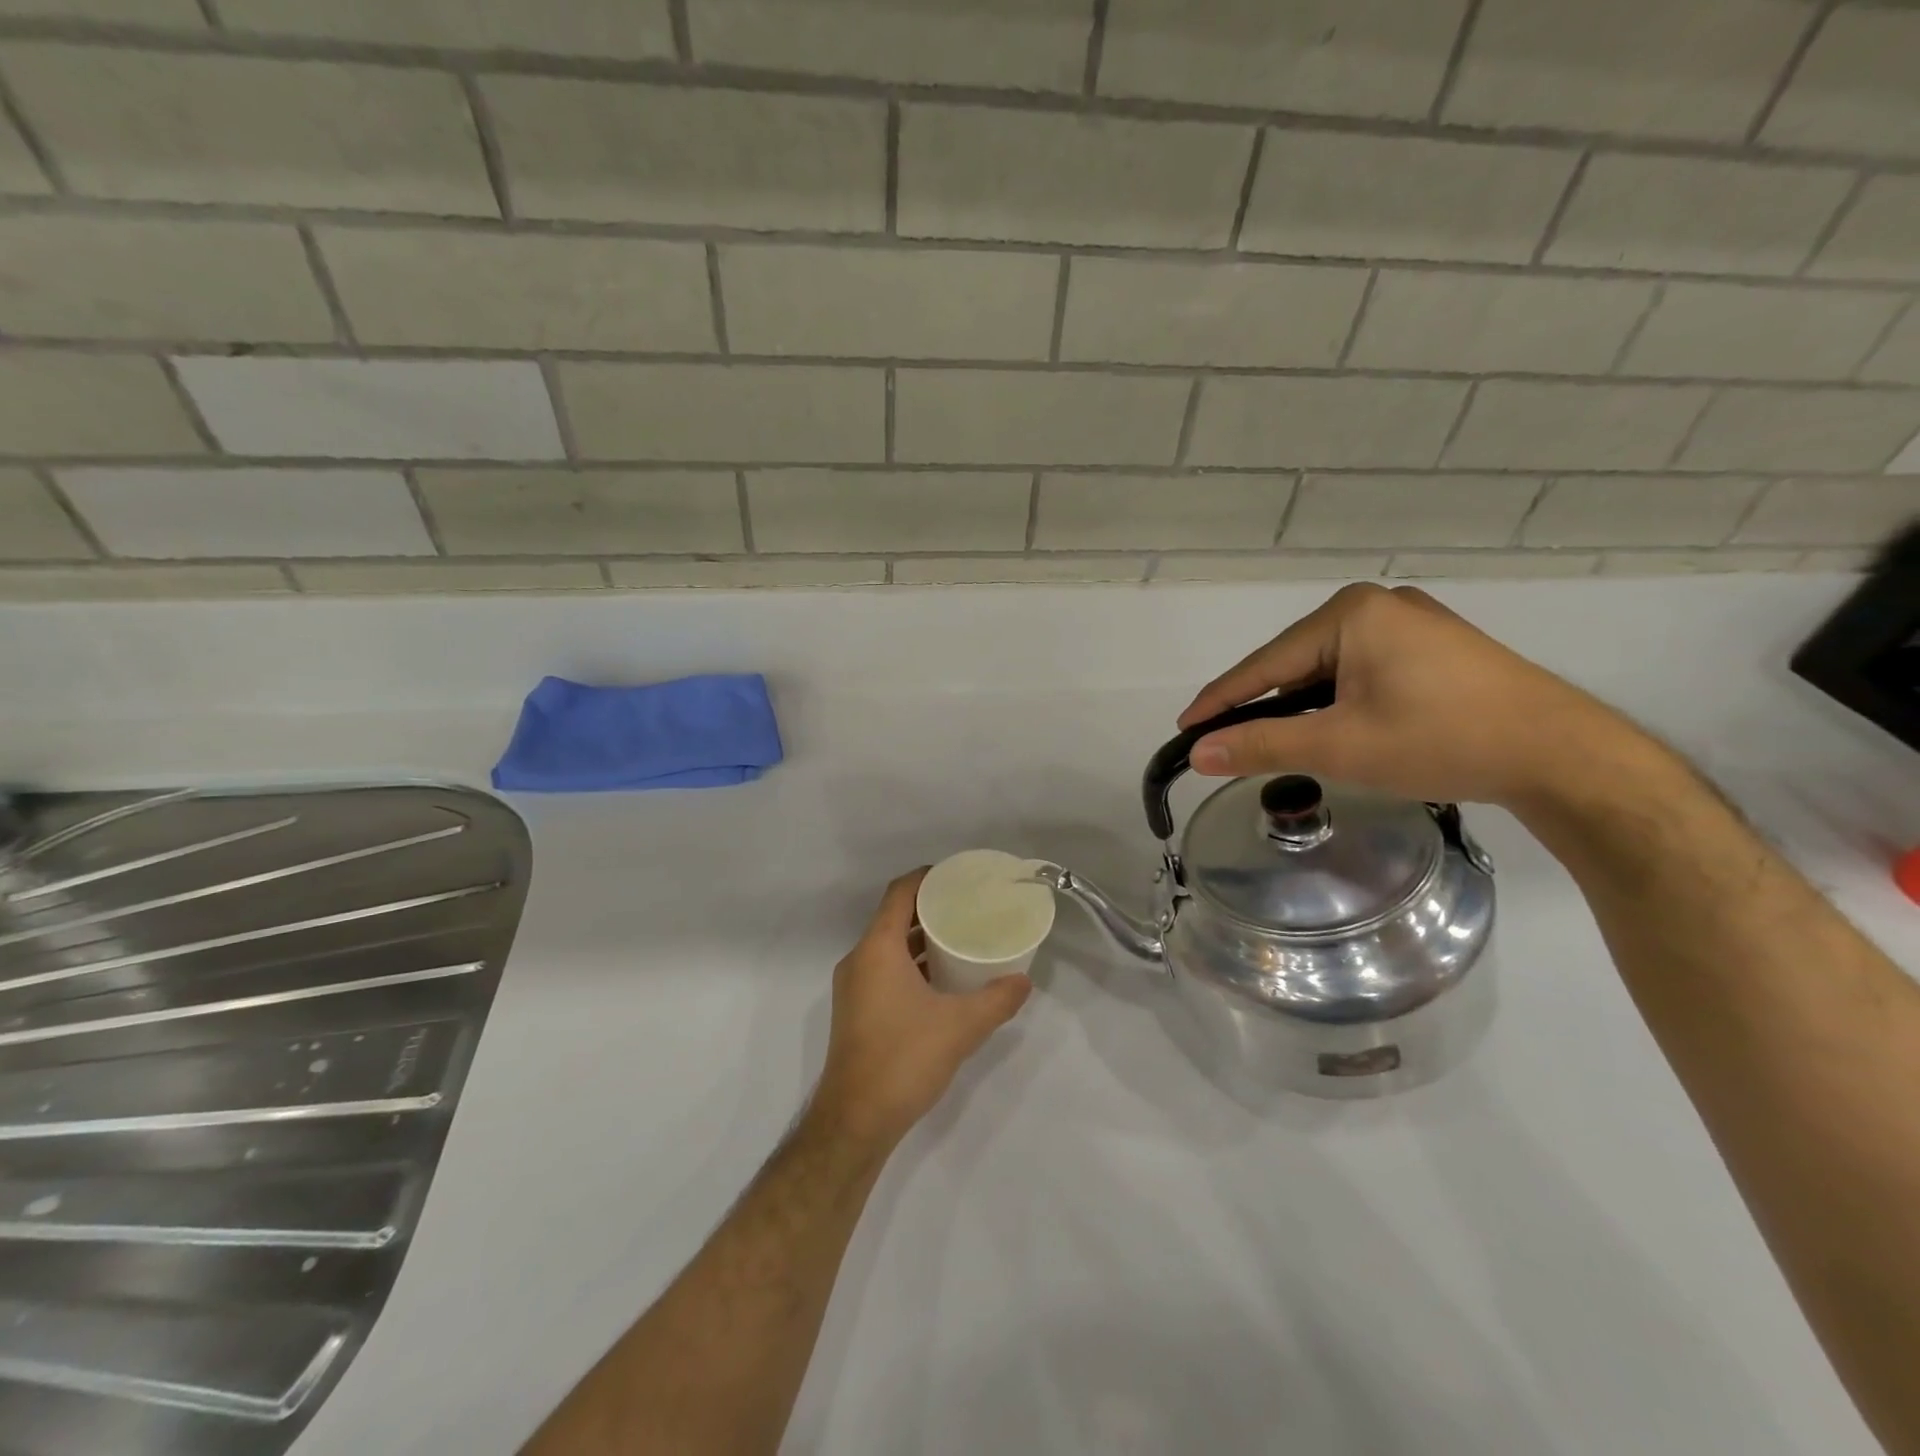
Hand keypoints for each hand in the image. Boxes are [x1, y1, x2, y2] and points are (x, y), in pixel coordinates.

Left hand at [810, 869, 1031, 1150]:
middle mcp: (859, 960)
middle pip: (894, 917)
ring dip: (920, 939)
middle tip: (968, 907)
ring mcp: (853, 987)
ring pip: (888, 946)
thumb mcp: (961, 1027)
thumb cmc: (904, 1059)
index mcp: (877, 949)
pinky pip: (884, 969)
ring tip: (959, 939)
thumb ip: (996, 1000)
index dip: (927, 878)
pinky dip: (910, 963)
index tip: (959, 876)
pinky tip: (940, 980)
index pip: (900, 893)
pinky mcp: (855, 1010)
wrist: (855, 1121)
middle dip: (929, 908)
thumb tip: (1024, 981)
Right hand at [1179, 583, 1636, 809]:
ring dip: (1301, 706)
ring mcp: (1410, 622)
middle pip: (1295, 662)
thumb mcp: (1339, 746)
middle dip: (1263, 705)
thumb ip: (1261, 745)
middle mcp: (1377, 605)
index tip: (1184, 729)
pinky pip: (1361, 670)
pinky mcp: (1433, 646)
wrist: (1561, 755)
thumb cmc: (1441, 740)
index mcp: (1350, 613)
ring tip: (1278, 741)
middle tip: (1229, 743)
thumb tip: (1197, 754)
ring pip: (1328, 669)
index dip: (1219, 701)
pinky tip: (1334, 726)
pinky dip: (1337, 701)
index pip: (1264, 664)